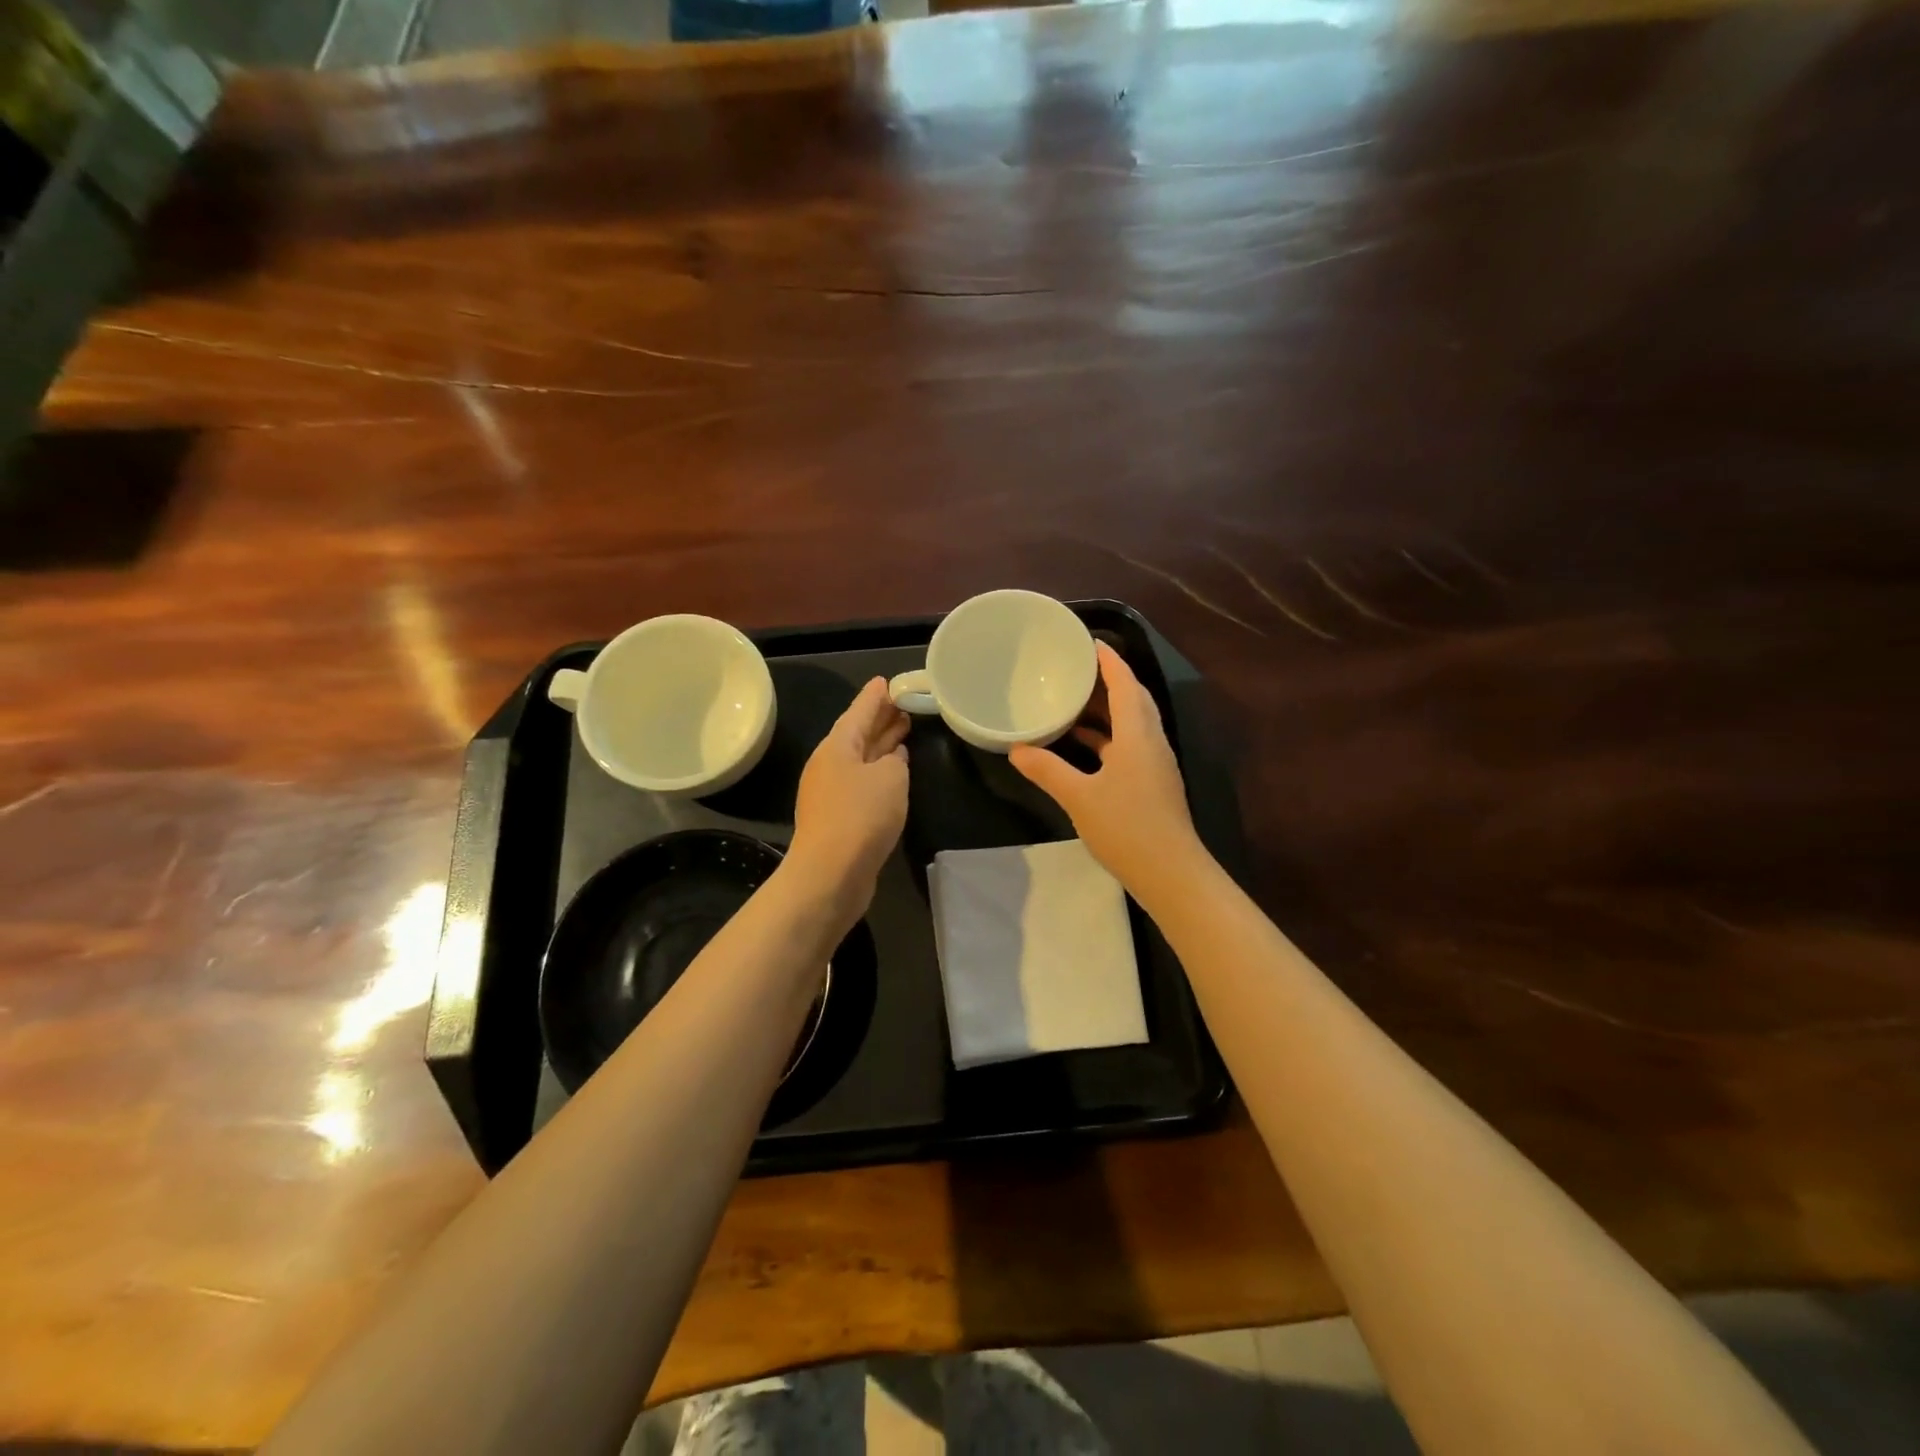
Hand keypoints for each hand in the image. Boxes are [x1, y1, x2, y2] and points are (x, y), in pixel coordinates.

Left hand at [785, 677, 910, 926]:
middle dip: (880, 719)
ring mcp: (831, 792)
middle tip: (904, 705)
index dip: (875, 696)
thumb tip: (892, 759)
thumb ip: (896, 761)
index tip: (887, 681)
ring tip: (904, 732)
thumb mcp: (890, 778)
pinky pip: (861, 783)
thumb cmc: (861, 816)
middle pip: (858, 734)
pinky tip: (895, 772)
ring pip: (861, 759)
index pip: (859, 710)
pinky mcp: (838, 817)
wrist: (830, 874)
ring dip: (882, 746)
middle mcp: (830, 765)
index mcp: (837, 747)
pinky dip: (879, 773)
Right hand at [1010, 643, 1202, 894]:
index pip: (1125, 684)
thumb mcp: (1079, 797)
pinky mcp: (1152, 783)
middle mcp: (1151, 742)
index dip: (1110, 661)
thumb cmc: (1127, 828)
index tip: (1090, 643)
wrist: (1171, 873)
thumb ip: (1048, 770)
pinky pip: (1129, 745)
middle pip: (1133, 699)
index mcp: (1137, 735)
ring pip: (1132, 724)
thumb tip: (1017, 750)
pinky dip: (1107, 737)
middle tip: (1076, 670)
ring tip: (1072, 702)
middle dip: (1107, 681)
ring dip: (1107, 710)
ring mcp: (1155, 764)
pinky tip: (1083, 745)